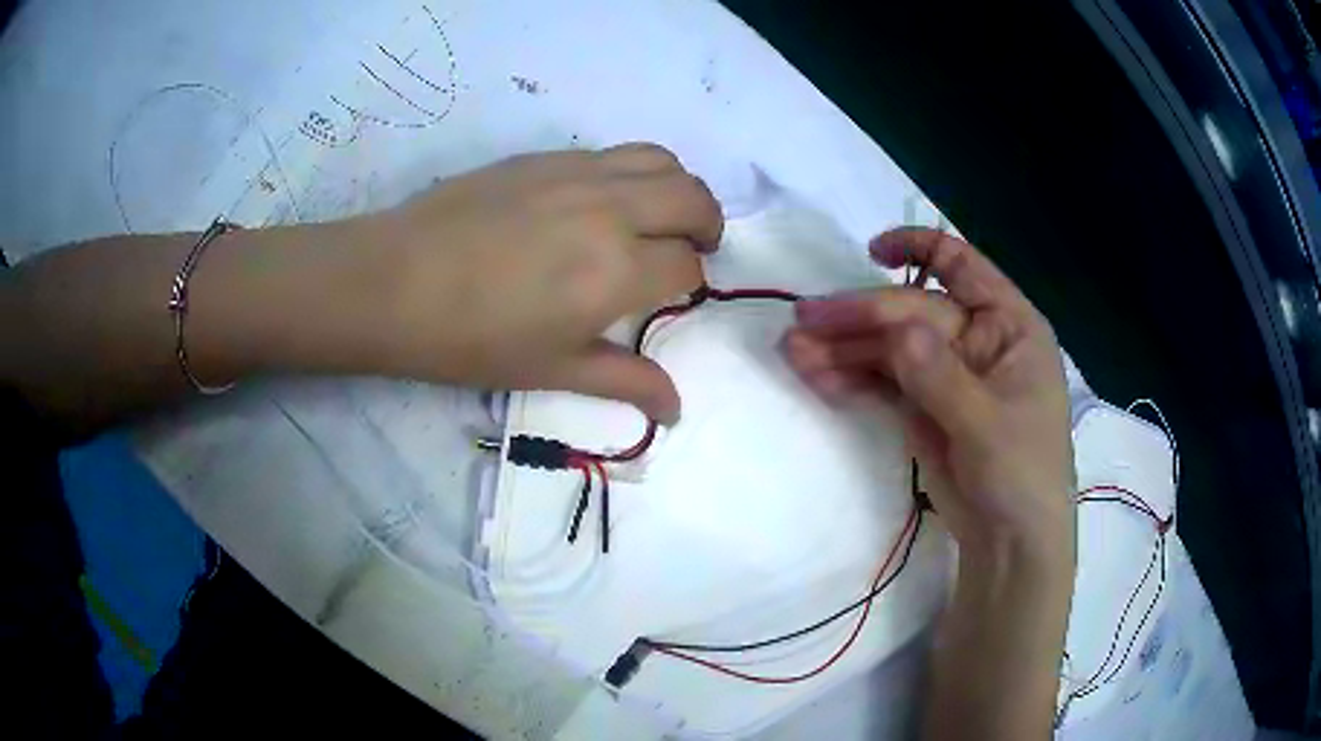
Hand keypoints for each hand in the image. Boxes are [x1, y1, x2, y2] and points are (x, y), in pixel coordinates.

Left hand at [348, 144, 721, 423]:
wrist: (393, 283)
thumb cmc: (471, 339)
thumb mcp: (553, 369)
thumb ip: (625, 381)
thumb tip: (676, 410)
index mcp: (618, 269)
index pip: (686, 265)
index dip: (688, 283)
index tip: (671, 295)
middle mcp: (611, 208)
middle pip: (693, 197)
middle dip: (707, 224)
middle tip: (690, 248)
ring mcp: (577, 173)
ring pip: (660, 160)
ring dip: (677, 188)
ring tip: (658, 215)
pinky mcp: (544, 156)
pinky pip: (612, 153)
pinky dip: (631, 173)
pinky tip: (601, 202)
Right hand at [782, 227, 1073, 562]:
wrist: (1009, 543)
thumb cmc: (1022, 476)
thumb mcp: (987, 426)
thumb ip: (941, 377)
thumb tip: (895, 330)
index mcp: (1007, 325)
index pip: (962, 266)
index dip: (918, 248)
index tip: (870, 252)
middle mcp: (975, 339)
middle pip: (909, 312)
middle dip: (859, 317)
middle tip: (803, 323)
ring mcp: (945, 372)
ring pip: (888, 347)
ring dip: (843, 349)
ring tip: (794, 355)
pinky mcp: (921, 405)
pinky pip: (882, 380)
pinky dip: (850, 377)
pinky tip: (816, 377)